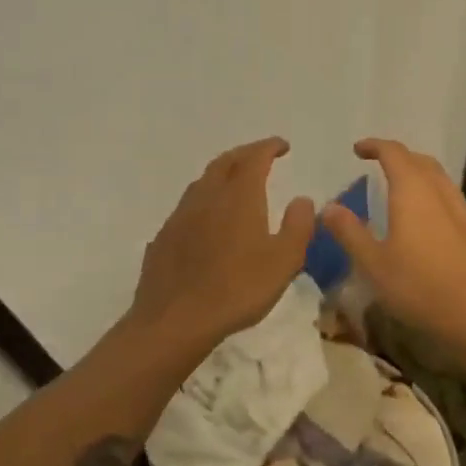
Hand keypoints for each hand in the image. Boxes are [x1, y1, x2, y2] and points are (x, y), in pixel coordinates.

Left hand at [129, 138, 316, 349]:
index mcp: (239, 197)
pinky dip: (204, 201)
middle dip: (244, 154)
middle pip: (224, 163)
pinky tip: (207, 220)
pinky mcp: (164, 237)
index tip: (283, 146)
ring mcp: (180, 216)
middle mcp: (207, 197)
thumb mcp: (285, 261)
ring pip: (202, 182)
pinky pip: (187, 207)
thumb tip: (302, 199)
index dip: (269, 147)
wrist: (176, 320)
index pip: (254, 158)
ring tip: (234, 182)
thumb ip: (298, 225)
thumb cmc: (238, 289)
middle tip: (260, 156)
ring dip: (221, 174)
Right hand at [319, 138, 465, 360]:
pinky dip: (435, 197)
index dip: (375, 146)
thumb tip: (329, 207)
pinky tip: (429, 221)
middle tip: (379, 165)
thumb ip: (350, 232)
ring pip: (441, 180)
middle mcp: (442, 194)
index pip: (394, 154)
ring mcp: (464, 213)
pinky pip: (453, 201)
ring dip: (420, 175)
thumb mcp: (373, 264)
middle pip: (422, 161)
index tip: (358, 149)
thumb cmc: (419, 288)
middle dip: (399, 157)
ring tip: (402, 190)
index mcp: (414, 193)